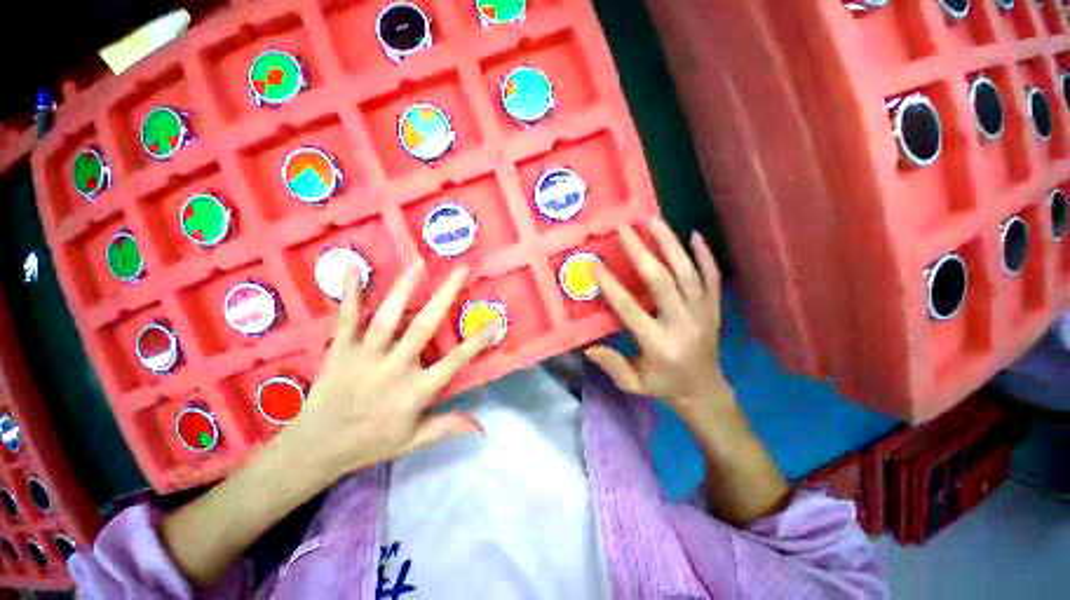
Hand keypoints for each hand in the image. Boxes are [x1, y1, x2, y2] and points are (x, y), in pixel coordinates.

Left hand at [282, 261, 495, 482]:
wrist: (315, 449)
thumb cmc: (370, 443)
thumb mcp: (413, 440)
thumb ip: (447, 426)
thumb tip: (482, 427)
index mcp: (415, 391)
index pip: (454, 362)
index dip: (476, 342)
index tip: (493, 321)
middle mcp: (394, 368)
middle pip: (423, 327)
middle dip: (445, 296)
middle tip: (461, 271)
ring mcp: (365, 356)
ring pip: (387, 317)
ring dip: (404, 288)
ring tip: (419, 262)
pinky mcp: (340, 350)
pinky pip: (346, 318)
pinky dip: (349, 293)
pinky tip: (352, 267)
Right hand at [587, 220, 789, 524]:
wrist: (707, 392)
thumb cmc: (665, 387)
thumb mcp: (634, 384)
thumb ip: (612, 365)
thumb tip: (588, 347)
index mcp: (659, 344)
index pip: (631, 309)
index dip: (611, 286)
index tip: (595, 264)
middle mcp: (682, 324)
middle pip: (661, 281)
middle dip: (641, 252)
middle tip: (624, 228)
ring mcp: (703, 314)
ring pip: (688, 272)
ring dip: (670, 244)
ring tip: (653, 220)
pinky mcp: (715, 309)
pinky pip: (713, 278)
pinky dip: (706, 255)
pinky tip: (695, 235)